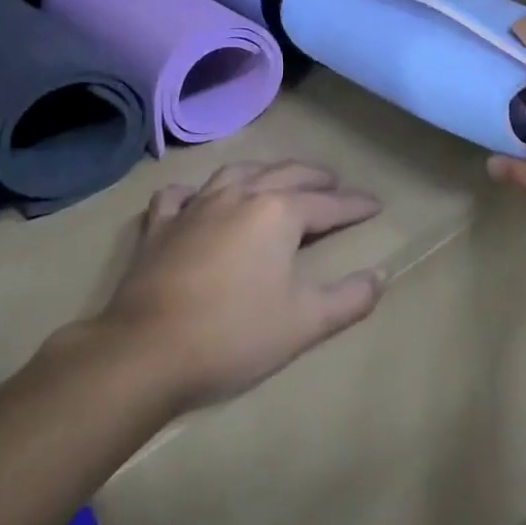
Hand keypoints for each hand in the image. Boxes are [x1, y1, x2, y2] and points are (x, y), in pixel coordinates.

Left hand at [87, 161, 385, 410]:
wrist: (145, 352)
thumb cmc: (234, 335)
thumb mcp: (305, 323)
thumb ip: (349, 299)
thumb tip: (380, 277)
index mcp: (278, 213)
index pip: (328, 204)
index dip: (355, 205)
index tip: (376, 205)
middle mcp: (239, 196)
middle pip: (286, 175)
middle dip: (316, 178)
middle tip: (334, 183)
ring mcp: (195, 207)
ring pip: (237, 173)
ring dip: (265, 172)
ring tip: (278, 179)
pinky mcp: (159, 226)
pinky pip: (180, 195)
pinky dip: (196, 192)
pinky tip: (198, 198)